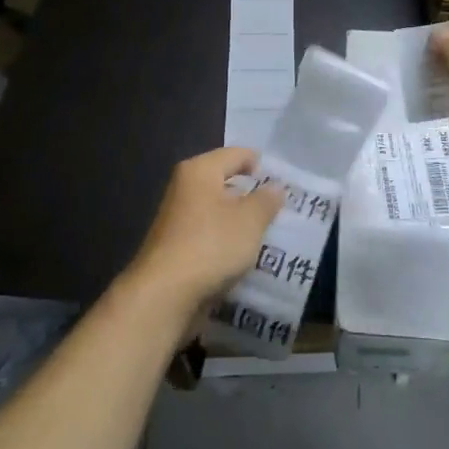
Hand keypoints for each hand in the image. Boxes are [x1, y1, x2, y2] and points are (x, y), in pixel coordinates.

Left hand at [125, 148, 283, 323]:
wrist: (164, 294)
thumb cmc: (211, 245)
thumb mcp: (250, 221)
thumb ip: (266, 201)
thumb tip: (275, 187)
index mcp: (200, 170)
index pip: (236, 154)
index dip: (261, 164)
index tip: (283, 181)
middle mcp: (184, 187)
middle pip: (224, 181)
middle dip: (251, 193)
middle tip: (280, 208)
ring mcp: (176, 217)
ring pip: (216, 209)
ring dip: (239, 219)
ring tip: (267, 232)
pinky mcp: (175, 245)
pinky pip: (208, 232)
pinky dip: (225, 239)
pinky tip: (243, 254)